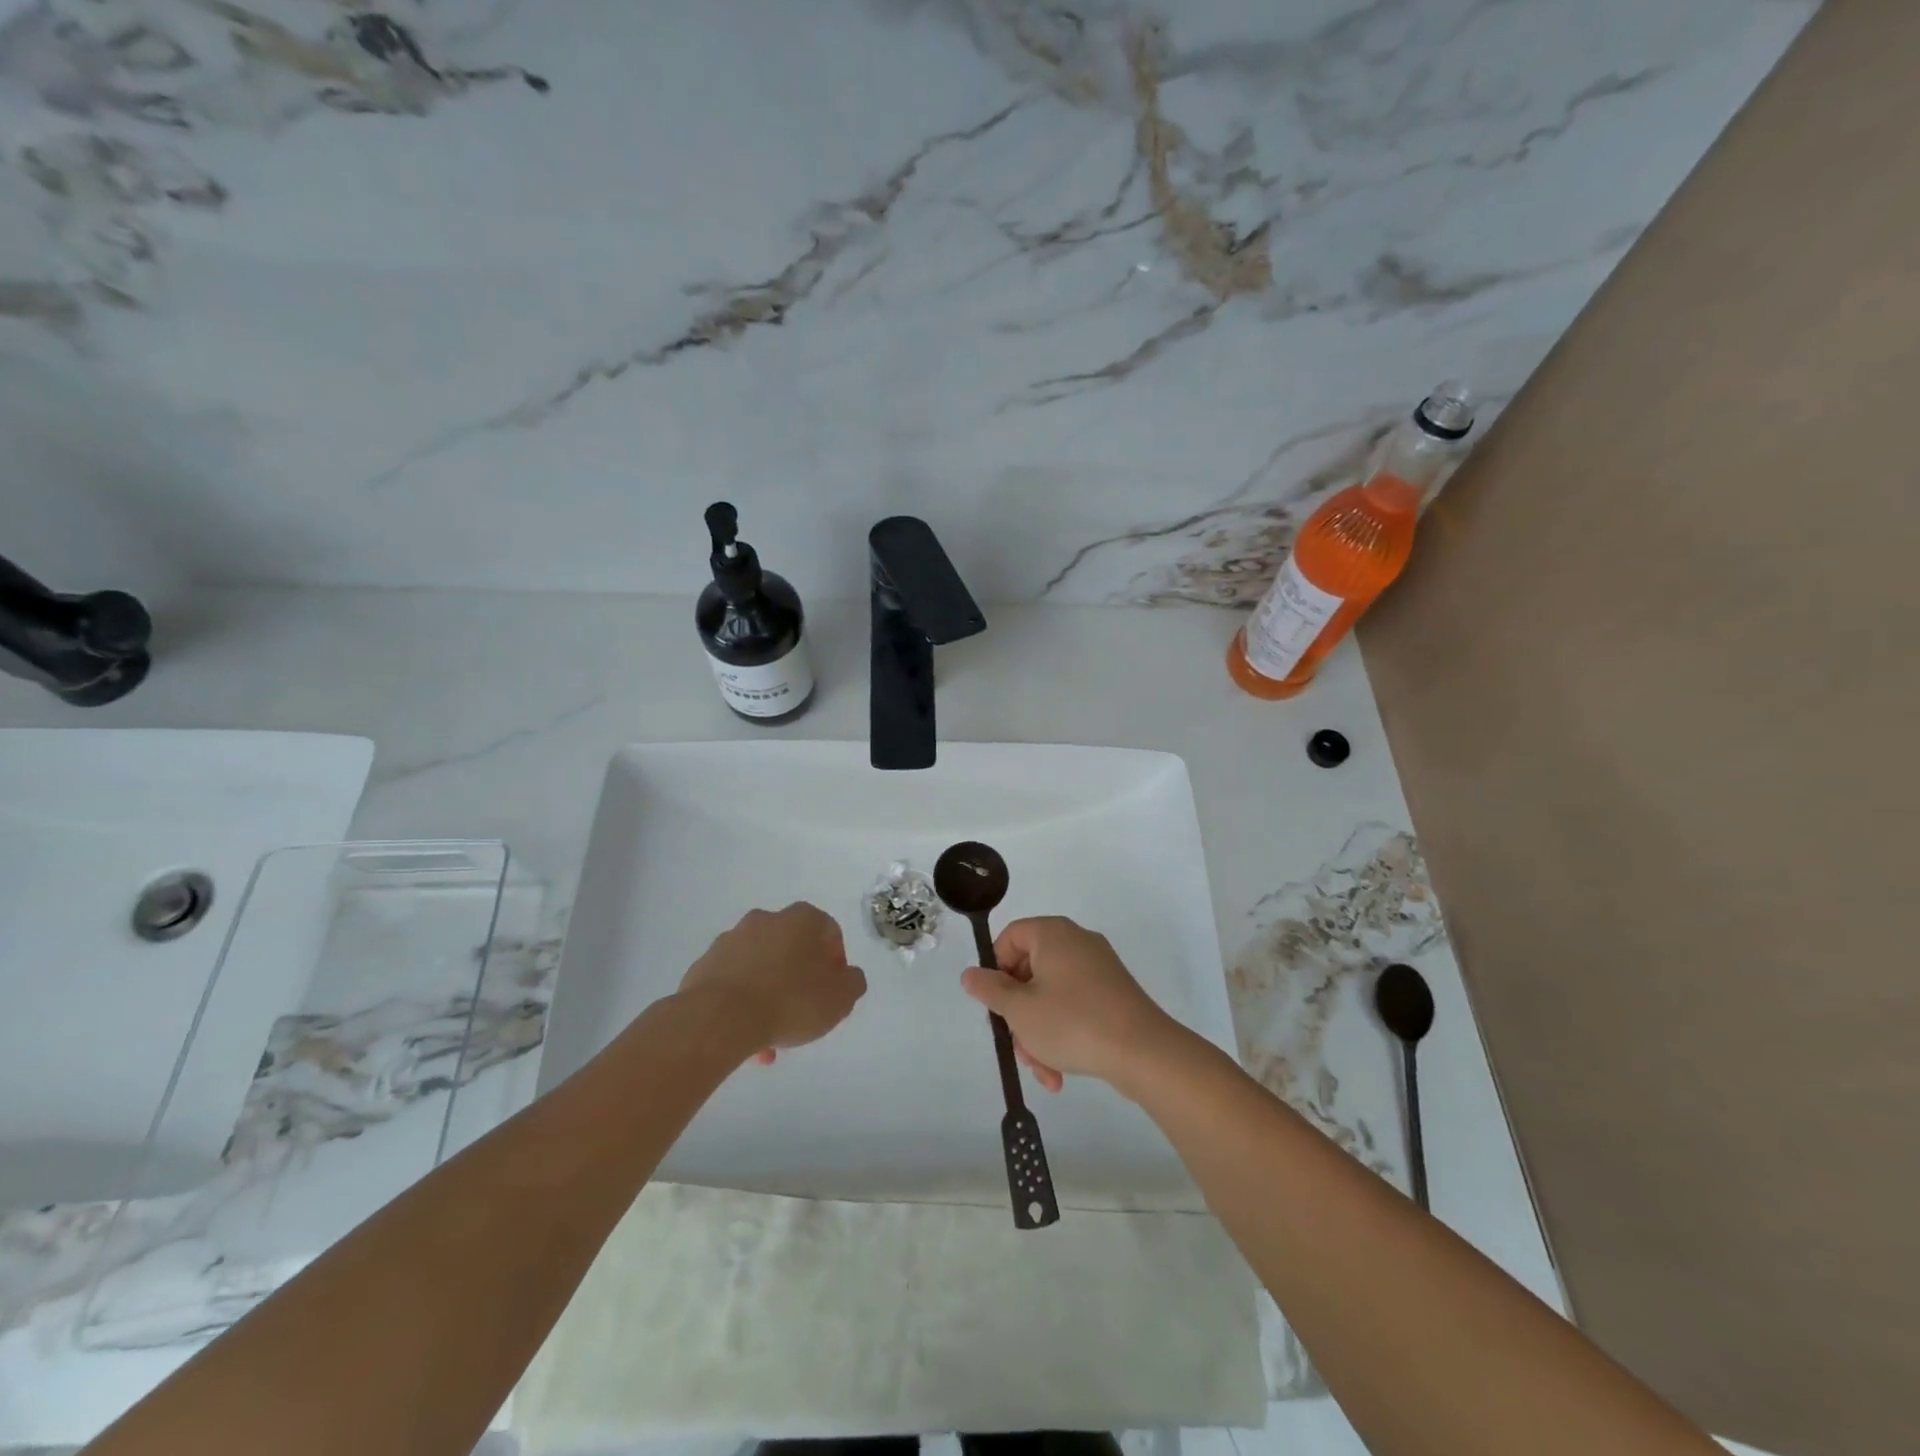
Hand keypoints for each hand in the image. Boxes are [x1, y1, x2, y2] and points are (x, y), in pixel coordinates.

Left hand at [680, 903, 866, 1064]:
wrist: (719, 1018)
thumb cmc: (789, 1001)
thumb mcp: (841, 997)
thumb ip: (853, 983)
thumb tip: (846, 977)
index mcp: (802, 919)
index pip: (829, 933)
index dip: (836, 964)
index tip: (833, 993)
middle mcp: (766, 920)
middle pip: (792, 950)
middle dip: (800, 980)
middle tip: (804, 1014)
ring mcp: (731, 940)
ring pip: (761, 967)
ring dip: (770, 995)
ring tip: (772, 1037)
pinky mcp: (705, 964)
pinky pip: (733, 982)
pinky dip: (742, 1003)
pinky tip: (747, 1035)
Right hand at [960, 916, 1178, 1091]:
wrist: (1143, 1052)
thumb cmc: (1072, 1022)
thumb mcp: (1020, 1009)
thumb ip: (990, 989)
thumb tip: (971, 974)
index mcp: (1053, 934)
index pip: (1010, 937)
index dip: (995, 969)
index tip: (995, 1004)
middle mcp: (1077, 942)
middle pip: (1029, 971)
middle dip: (1018, 1014)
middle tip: (1017, 1045)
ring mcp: (1099, 968)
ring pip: (1051, 996)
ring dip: (1039, 1033)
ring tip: (1042, 1070)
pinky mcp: (1114, 993)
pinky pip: (1076, 1007)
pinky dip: (1063, 1034)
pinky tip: (1060, 1073)